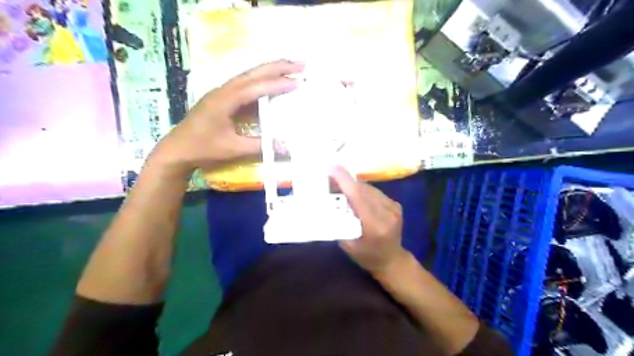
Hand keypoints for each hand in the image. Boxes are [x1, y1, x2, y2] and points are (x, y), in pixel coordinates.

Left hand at [150, 62, 304, 178]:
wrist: (177, 150)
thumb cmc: (203, 149)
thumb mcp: (233, 149)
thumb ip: (260, 145)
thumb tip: (286, 147)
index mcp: (225, 100)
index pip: (256, 87)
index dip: (278, 85)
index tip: (298, 82)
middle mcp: (224, 90)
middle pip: (254, 73)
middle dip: (278, 67)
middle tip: (301, 65)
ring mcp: (222, 92)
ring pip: (249, 76)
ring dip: (270, 71)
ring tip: (291, 69)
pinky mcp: (222, 98)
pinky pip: (245, 85)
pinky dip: (261, 82)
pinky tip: (271, 85)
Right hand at [329, 165, 408, 274]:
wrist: (392, 260)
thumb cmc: (367, 257)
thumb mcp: (347, 245)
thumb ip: (339, 223)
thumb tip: (326, 203)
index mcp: (375, 225)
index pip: (358, 196)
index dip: (344, 180)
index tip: (331, 168)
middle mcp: (387, 212)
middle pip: (363, 189)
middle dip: (345, 180)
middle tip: (329, 176)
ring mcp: (393, 207)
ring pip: (369, 188)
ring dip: (353, 185)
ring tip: (339, 184)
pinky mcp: (395, 204)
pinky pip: (375, 192)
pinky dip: (362, 190)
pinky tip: (354, 193)